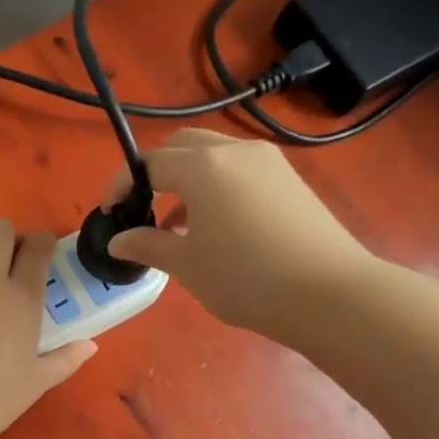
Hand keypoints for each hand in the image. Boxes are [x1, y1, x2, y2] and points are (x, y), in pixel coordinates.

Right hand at [104, 129, 376, 337]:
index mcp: (203, 167)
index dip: (123, 184)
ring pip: (214, 156)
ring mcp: (268, 162)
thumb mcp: (187, 265)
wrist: (328, 293)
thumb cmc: (245, 279)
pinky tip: (215, 226)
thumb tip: (118, 240)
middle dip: (155, 171)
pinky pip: (239, 170)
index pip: (149, 163)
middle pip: (182, 146)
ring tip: (177, 224)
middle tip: (143, 207)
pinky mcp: (289, 179)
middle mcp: (235, 152)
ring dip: (187, 179)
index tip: (111, 212)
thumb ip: (148, 245)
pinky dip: (216, 186)